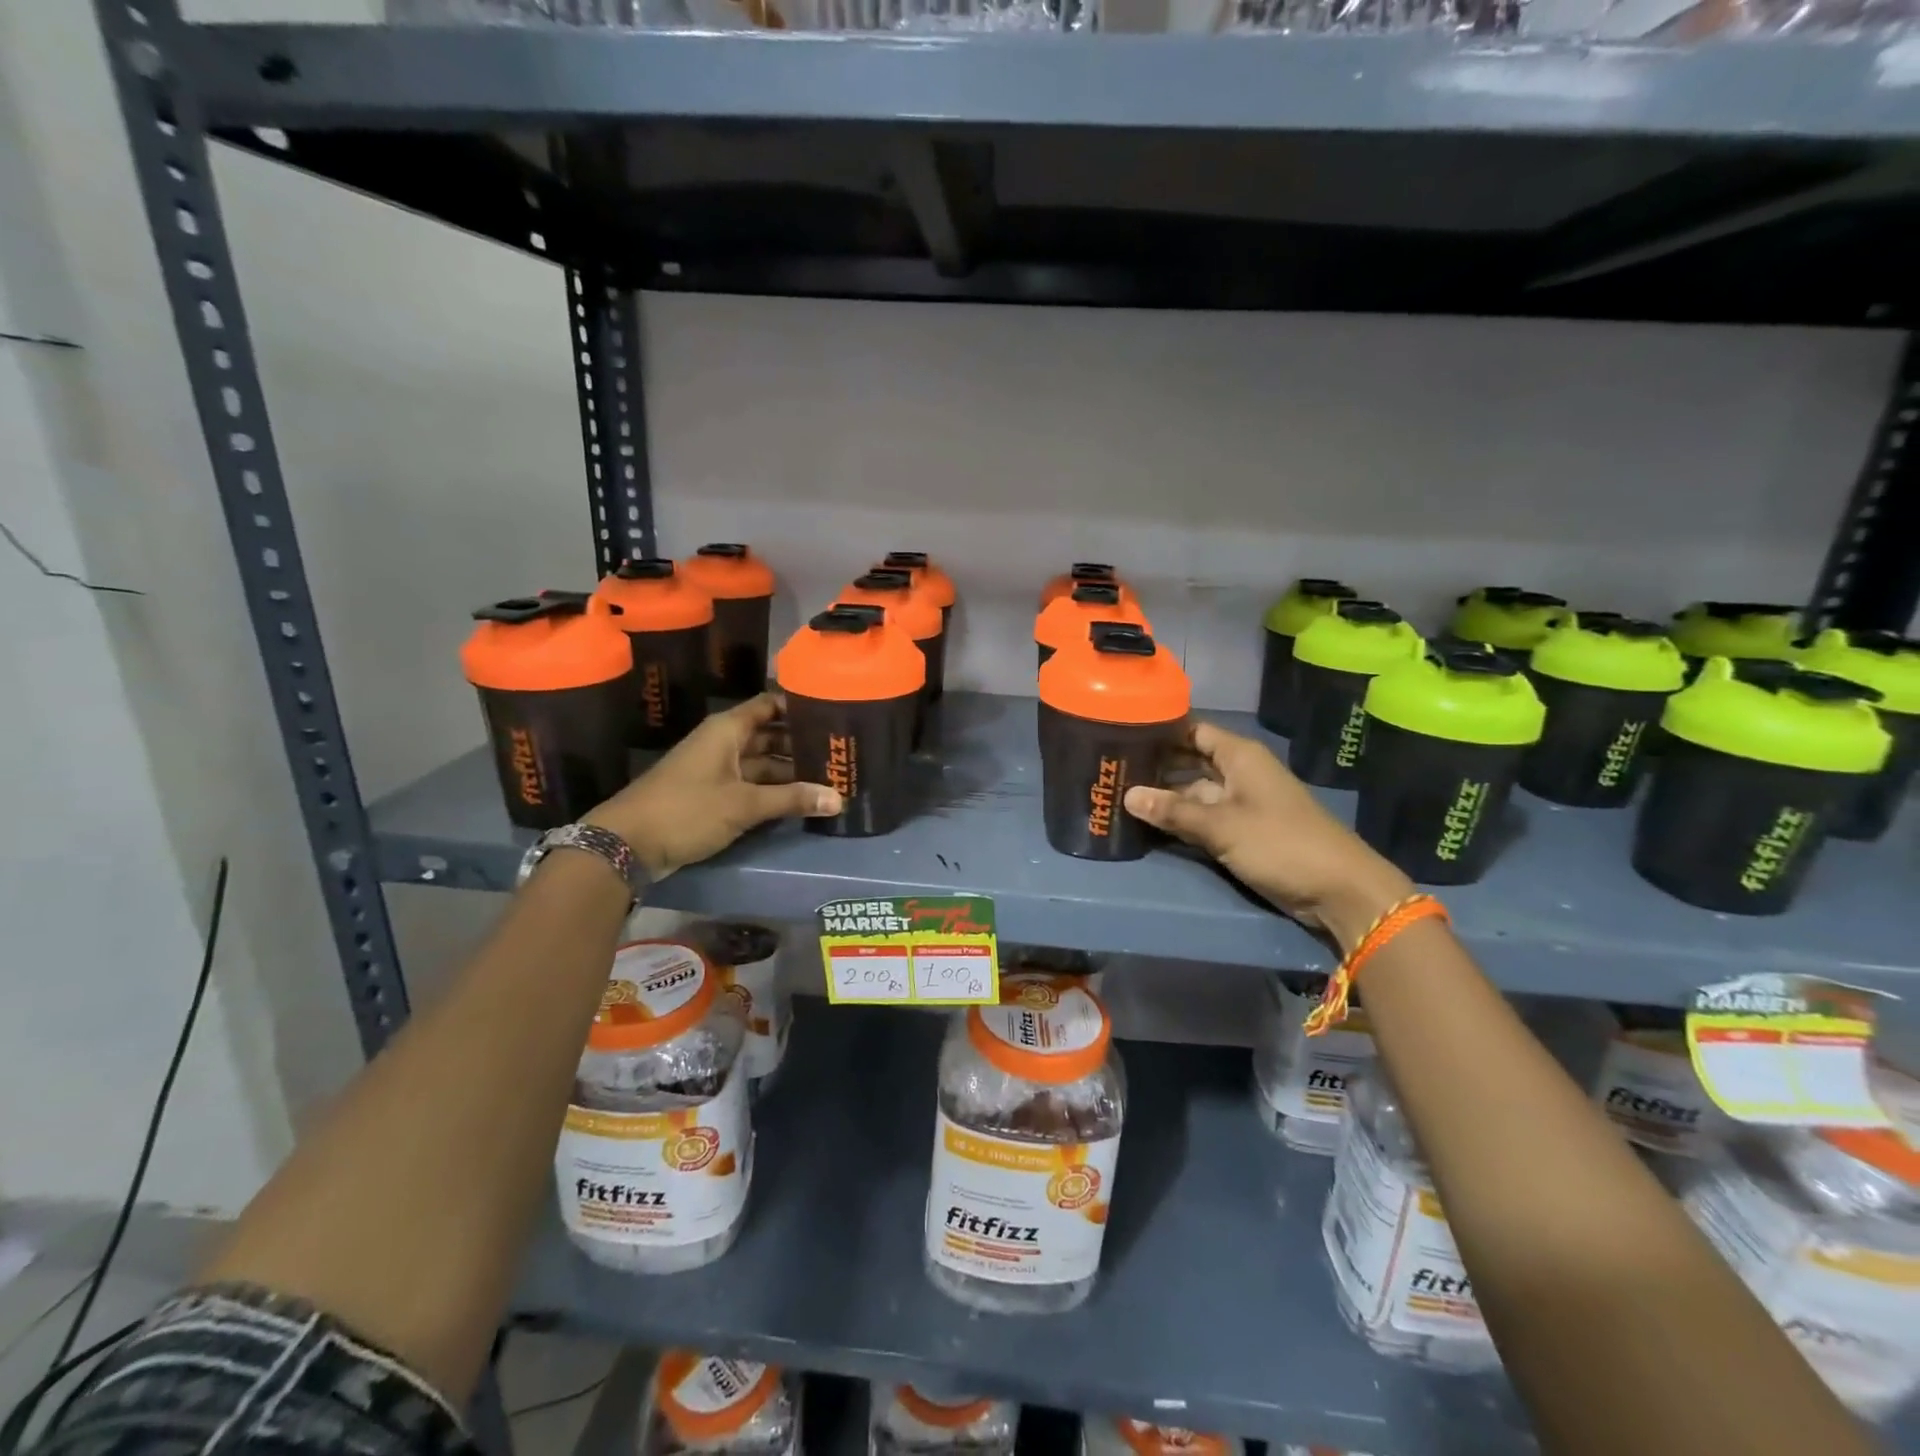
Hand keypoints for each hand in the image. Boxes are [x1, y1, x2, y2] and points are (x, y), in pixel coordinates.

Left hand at [585, 693, 840, 878]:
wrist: (627, 844)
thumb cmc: (686, 810)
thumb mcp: (744, 804)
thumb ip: (792, 799)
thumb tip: (839, 799)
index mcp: (727, 730)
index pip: (769, 705)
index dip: (798, 705)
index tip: (832, 711)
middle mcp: (723, 744)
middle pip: (769, 735)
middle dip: (800, 743)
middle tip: (839, 751)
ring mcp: (716, 770)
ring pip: (761, 763)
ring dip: (789, 771)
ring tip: (829, 777)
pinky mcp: (712, 796)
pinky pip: (750, 785)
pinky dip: (773, 790)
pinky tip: (800, 799)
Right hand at [1124, 720, 1412, 952]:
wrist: (1338, 889)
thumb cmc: (1281, 843)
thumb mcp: (1221, 826)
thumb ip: (1173, 811)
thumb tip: (1127, 796)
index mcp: (1240, 756)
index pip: (1193, 729)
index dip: (1160, 729)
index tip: (1122, 731)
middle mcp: (1238, 772)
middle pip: (1189, 760)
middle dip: (1155, 765)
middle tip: (1111, 768)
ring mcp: (1240, 803)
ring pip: (1193, 792)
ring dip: (1163, 796)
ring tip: (1119, 794)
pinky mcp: (1241, 831)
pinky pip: (1202, 818)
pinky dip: (1179, 820)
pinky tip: (1148, 823)